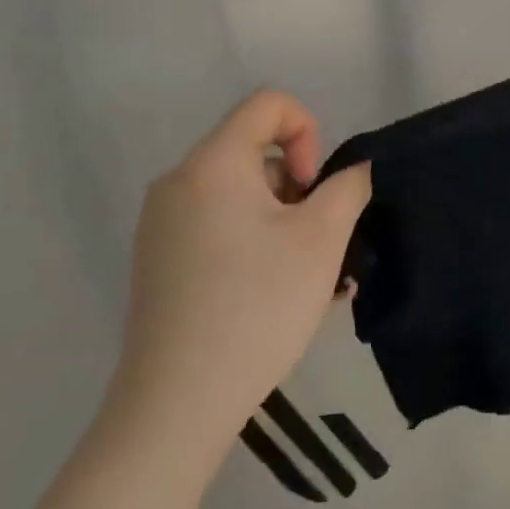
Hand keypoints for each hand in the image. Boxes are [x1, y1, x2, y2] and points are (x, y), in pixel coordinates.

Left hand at [114, 91, 372, 439]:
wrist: (176, 404)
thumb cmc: (257, 305)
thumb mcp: (322, 239)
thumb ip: (348, 188)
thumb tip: (352, 173)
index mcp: (212, 163)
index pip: (268, 104)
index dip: (308, 132)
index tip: (314, 190)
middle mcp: (178, 182)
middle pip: (253, 151)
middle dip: (297, 186)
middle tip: (314, 241)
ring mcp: (161, 224)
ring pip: (238, 193)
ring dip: (280, 218)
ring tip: (304, 278)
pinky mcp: (157, 261)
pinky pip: (217, 225)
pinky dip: (252, 240)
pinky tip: (273, 293)